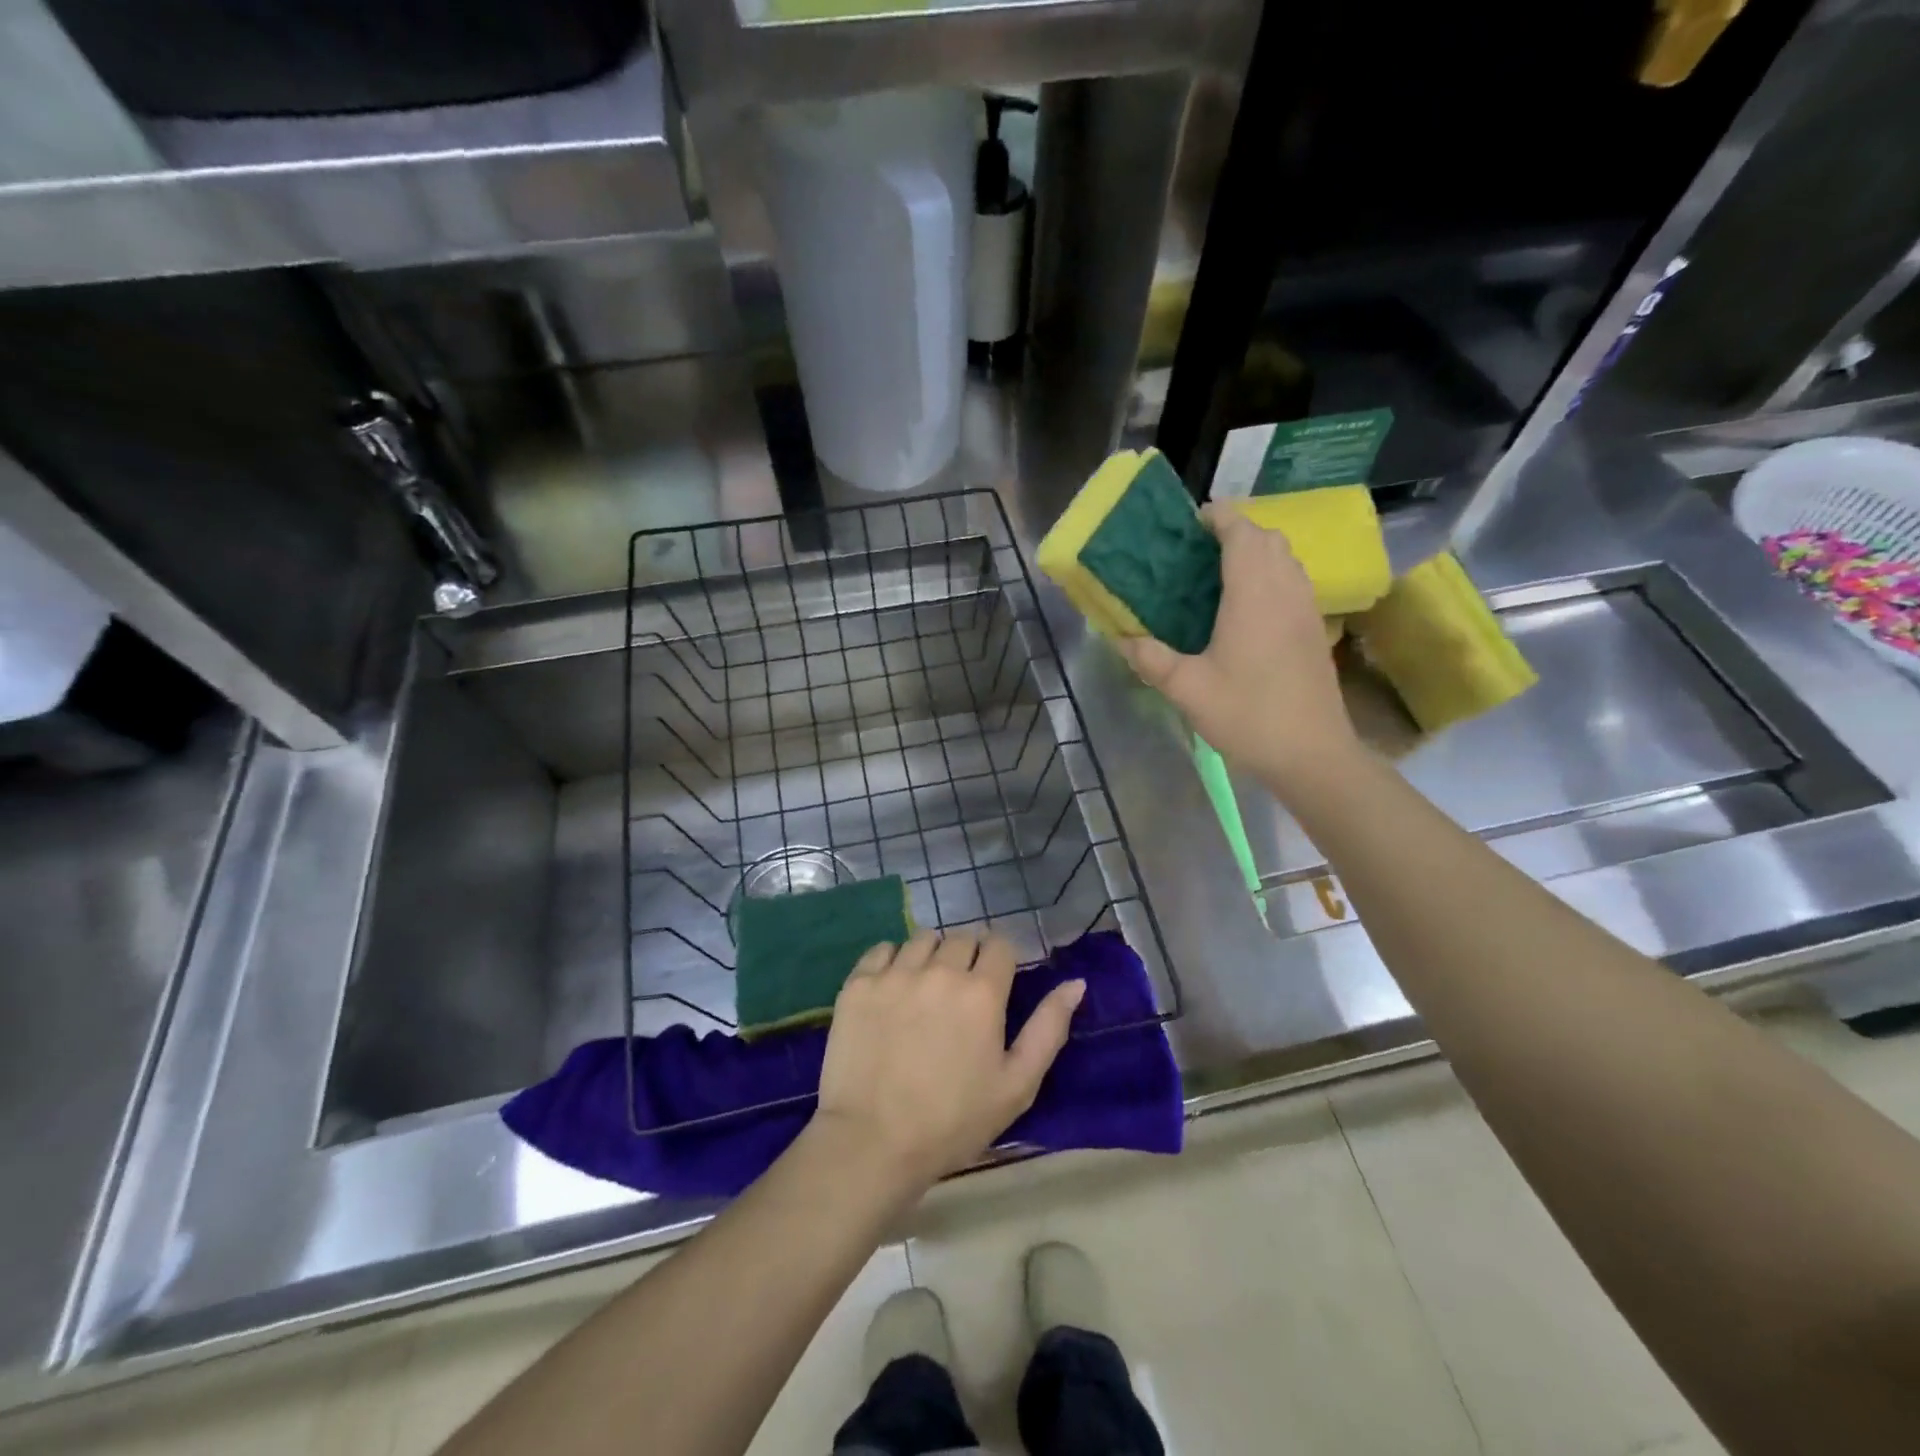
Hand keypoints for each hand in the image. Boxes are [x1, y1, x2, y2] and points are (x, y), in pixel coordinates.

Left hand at [812, 931, 1084, 1190]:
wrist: (872, 1142)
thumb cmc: (953, 1121)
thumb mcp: (1017, 1085)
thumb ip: (1049, 1028)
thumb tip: (1075, 983)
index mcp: (982, 992)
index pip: (1000, 944)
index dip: (1001, 962)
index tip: (995, 985)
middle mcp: (939, 970)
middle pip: (962, 938)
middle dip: (968, 958)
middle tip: (961, 995)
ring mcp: (895, 974)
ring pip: (923, 939)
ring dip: (931, 956)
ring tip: (926, 991)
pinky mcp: (858, 983)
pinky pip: (882, 949)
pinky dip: (892, 961)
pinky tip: (892, 991)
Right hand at [1119, 502, 1358, 788]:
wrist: (1311, 753)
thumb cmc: (1248, 714)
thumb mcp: (1187, 689)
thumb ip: (1151, 659)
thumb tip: (1121, 638)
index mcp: (1254, 593)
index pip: (1241, 531)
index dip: (1218, 518)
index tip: (1191, 523)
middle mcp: (1285, 589)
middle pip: (1267, 538)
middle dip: (1236, 532)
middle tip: (1198, 553)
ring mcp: (1306, 608)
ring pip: (1285, 559)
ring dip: (1256, 553)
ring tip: (1219, 575)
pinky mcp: (1315, 629)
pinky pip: (1293, 582)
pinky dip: (1270, 576)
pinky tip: (1246, 609)